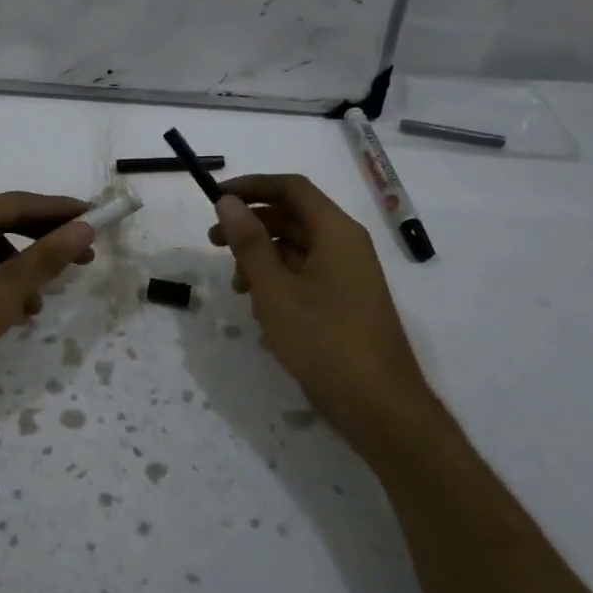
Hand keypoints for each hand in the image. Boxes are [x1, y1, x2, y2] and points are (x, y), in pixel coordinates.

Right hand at [210, 175, 432, 448]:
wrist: (378, 405)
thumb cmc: (323, 341)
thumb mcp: (274, 290)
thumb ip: (248, 242)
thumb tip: (227, 201)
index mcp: (335, 231)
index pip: (291, 188)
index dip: (251, 187)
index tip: (215, 198)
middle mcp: (345, 244)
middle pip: (292, 216)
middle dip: (250, 225)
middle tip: (213, 242)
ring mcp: (348, 274)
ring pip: (296, 247)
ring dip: (261, 257)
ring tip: (236, 287)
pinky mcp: (345, 300)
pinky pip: (306, 274)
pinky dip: (278, 280)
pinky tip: (260, 310)